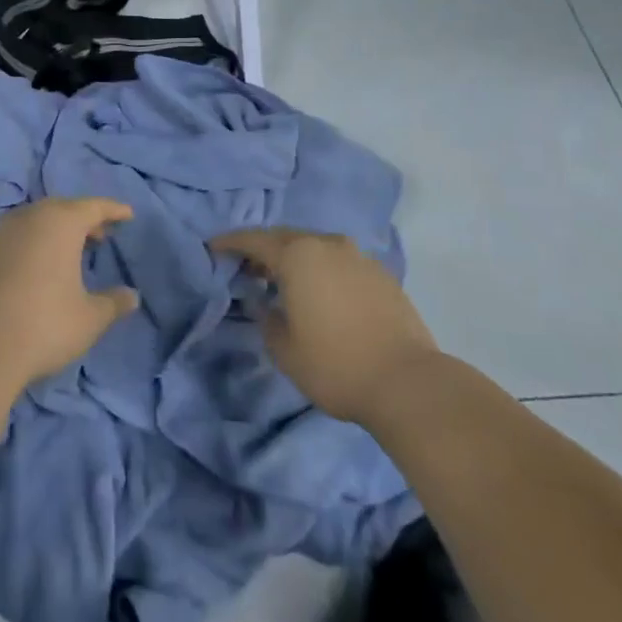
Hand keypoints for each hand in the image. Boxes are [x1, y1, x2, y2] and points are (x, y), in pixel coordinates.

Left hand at [0, 197, 140, 389]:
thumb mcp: (89, 319)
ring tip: (68, 253)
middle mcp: (28, 218)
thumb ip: (113, 303)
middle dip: (82, 219)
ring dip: (53, 232)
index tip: (127, 214)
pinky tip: (34, 271)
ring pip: (34, 222)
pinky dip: (30, 246)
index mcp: (60, 222)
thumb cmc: (44, 324)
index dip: (113, 210)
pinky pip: (13, 240)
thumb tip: (132, 296)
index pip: (93, 206)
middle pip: (61, 209)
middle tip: (99, 235)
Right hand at [211, 228, 440, 422]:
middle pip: (285, 237)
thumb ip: (266, 318)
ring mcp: (359, 257)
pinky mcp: (382, 275)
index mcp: (297, 255)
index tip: (212, 247)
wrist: (408, 383)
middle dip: (263, 249)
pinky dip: (322, 269)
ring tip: (283, 280)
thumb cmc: (335, 364)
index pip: (254, 240)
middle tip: (246, 266)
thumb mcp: (284, 349)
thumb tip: (264, 303)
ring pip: (315, 247)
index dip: (230, 242)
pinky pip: (339, 262)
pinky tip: (320, 293)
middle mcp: (327, 245)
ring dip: (295, 258)